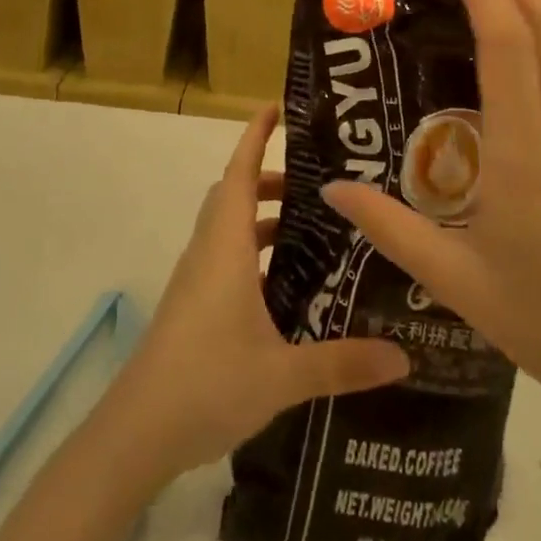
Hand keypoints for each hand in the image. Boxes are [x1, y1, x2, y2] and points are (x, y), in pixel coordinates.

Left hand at [106, 106, 409, 483]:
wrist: (137, 431)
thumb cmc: (207, 382)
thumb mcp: (283, 374)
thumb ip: (343, 363)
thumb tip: (403, 357)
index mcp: (226, 247)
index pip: (240, 173)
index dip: (255, 137)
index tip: (274, 109)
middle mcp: (208, 252)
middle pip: (235, 195)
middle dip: (270, 180)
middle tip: (315, 187)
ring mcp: (195, 280)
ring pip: (228, 228)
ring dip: (261, 219)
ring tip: (308, 234)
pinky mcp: (191, 306)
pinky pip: (224, 258)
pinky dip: (252, 253)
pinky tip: (282, 288)